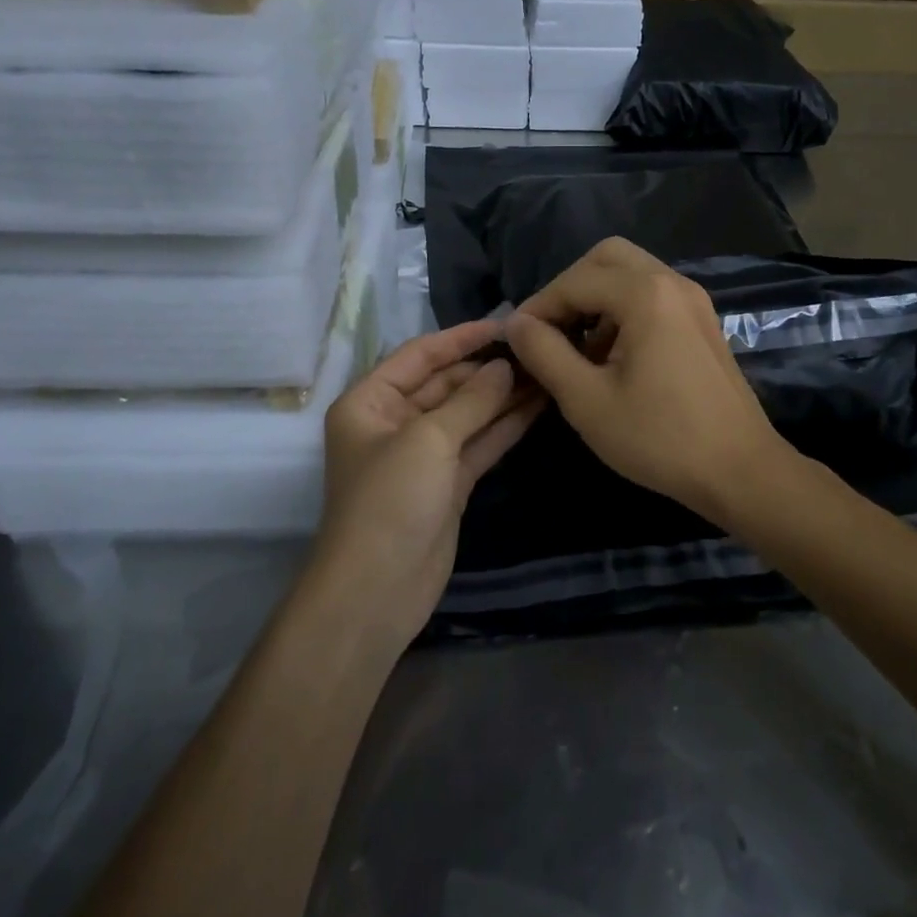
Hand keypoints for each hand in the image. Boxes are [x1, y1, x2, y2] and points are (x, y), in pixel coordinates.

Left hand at [317, 321, 544, 641]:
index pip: (420, 354)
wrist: (377, 592)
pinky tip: (538, 405)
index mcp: (370, 402)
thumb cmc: (389, 501)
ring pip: (469, 413)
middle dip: (488, 369)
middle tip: (537, 350)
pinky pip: (479, 442)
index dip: (462, 338)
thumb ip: (471, 400)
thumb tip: (505, 366)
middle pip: (447, 383)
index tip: (507, 324)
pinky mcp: (448, 482)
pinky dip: (506, 425)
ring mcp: (424, 454)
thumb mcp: (428, 441)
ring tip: (546, 371)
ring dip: (503, 395)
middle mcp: (394, 422)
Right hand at [504, 237, 794, 526]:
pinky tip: (612, 356)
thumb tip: (515, 324)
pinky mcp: (702, 321)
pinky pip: (653, 295)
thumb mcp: (587, 400)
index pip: (575, 281)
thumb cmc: (659, 437)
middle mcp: (672, 282)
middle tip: (550, 330)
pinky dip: (624, 310)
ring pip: (631, 274)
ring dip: (597, 298)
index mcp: (646, 293)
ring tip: (577, 348)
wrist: (740, 471)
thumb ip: (544, 353)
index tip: (516, 340)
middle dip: (570, 288)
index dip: (539, 307)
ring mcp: (693, 300)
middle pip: (607, 258)